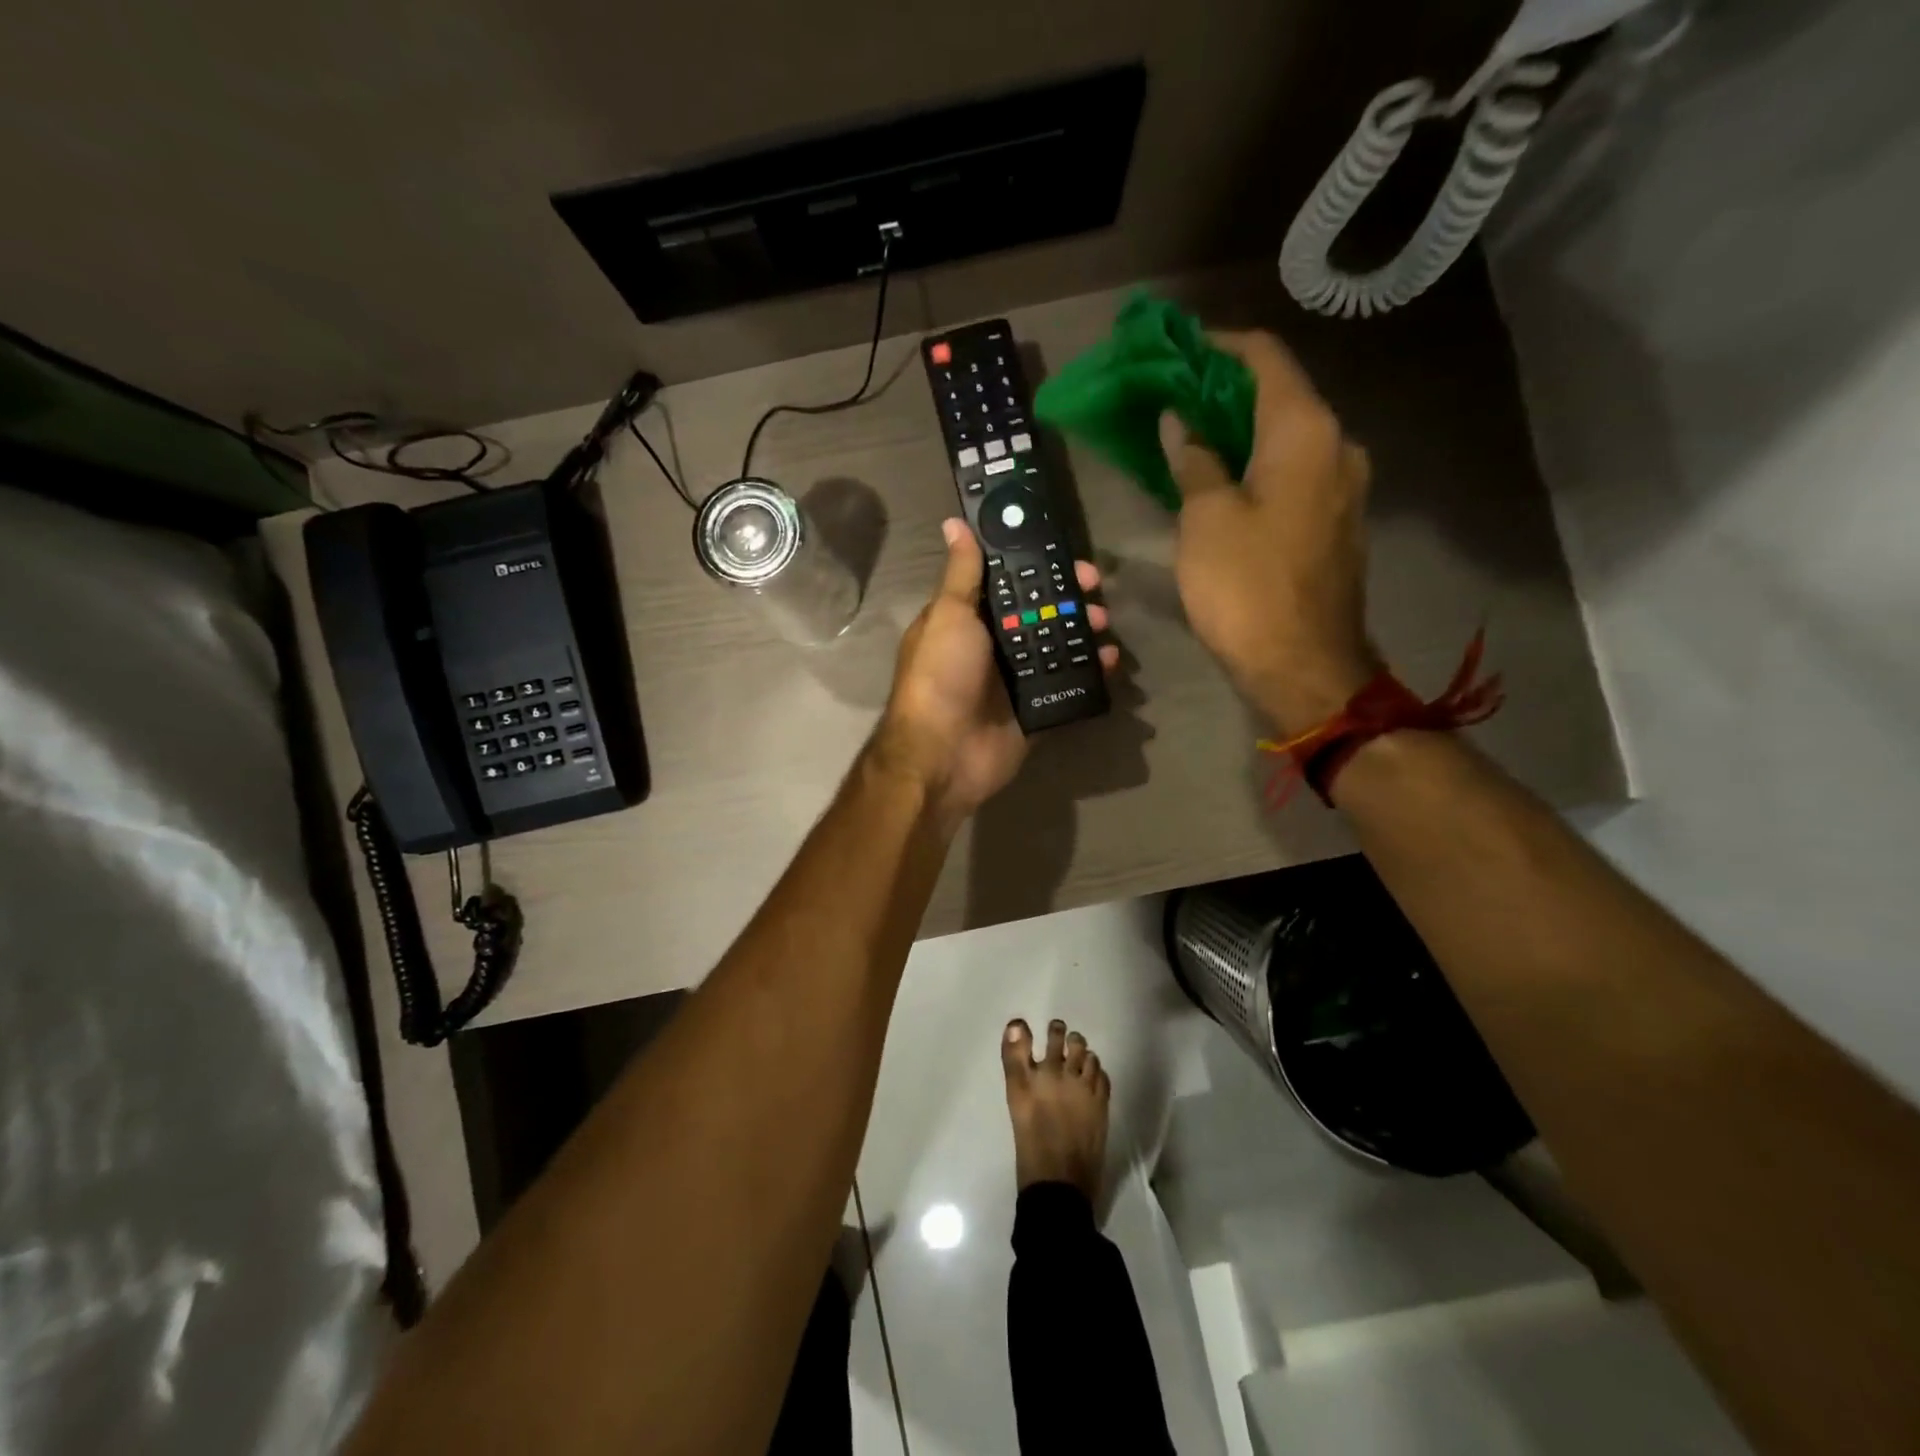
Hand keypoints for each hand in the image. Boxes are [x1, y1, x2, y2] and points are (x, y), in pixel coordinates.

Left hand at [871, 519, 1117, 831]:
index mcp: (969, 619)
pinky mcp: (1035, 710)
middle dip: (1069, 600)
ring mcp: (1015, 680)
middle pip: (1039, 613)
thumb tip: (954, 523)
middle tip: (1097, 593)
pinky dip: (1091, 672)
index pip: (1010, 584)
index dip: (1039, 567)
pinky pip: (1068, 685)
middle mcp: (992, 646)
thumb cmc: (940, 677)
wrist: (942, 755)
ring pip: (1057, 647)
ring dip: (1083, 632)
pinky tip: (1111, 661)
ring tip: (1104, 626)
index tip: (1070, 557)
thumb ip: (961, 574)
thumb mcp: (949, 616)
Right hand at [1163, 329, 1380, 737]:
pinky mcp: (1335, 522)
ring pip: (1286, 436)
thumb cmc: (1247, 588)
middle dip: (1224, 390)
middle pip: (1279, 395)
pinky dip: (1257, 464)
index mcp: (1306, 431)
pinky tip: (1220, 479)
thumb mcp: (1205, 519)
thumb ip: (1195, 460)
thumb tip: (1183, 423)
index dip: (1217, 347)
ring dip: (1239, 430)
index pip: (1263, 359)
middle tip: (1172, 397)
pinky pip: (1294, 472)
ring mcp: (1342, 486)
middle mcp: (1337, 445)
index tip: (1174, 350)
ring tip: (1189, 437)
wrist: (1304, 666)